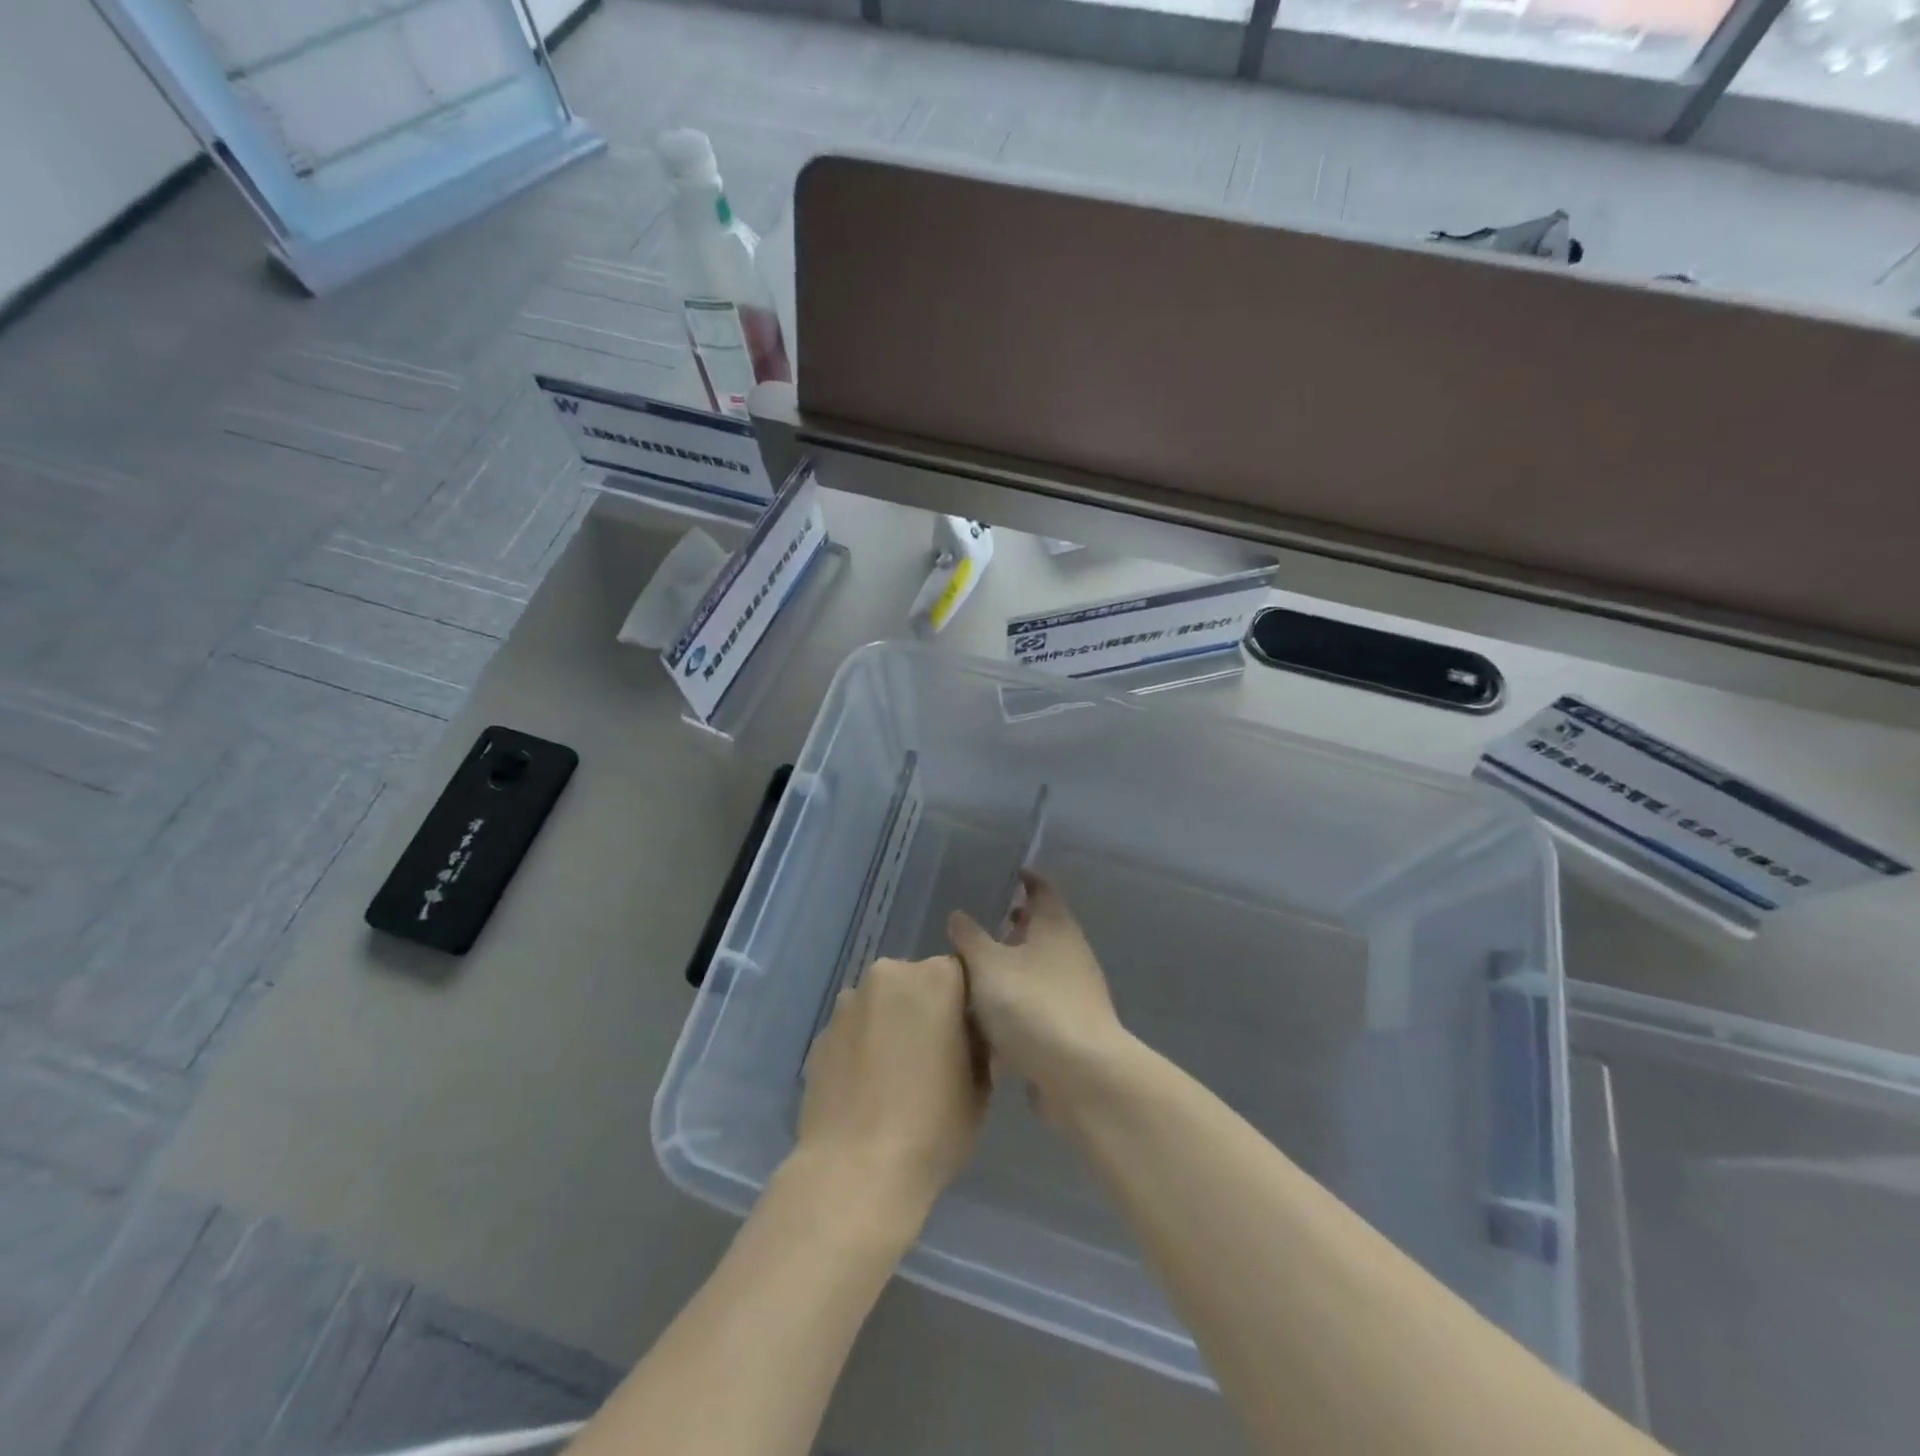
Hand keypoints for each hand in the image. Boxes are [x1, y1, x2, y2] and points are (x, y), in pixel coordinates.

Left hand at [796, 955, 988, 1223]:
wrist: (855, 1171)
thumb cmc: (933, 1126)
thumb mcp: (980, 1088)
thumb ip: (977, 1047)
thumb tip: (968, 1038)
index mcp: (936, 978)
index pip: (960, 975)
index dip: (965, 1006)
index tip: (966, 1039)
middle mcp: (889, 976)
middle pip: (916, 983)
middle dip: (924, 1010)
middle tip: (932, 1057)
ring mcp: (849, 1003)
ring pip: (881, 1005)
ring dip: (890, 1026)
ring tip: (894, 1077)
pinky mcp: (821, 1033)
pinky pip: (853, 1031)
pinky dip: (862, 1047)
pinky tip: (866, 1089)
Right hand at [947, 873, 1130, 1105]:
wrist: (1080, 1074)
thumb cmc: (1032, 1004)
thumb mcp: (989, 966)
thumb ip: (971, 939)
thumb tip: (959, 914)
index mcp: (1056, 927)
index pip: (1043, 890)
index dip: (1026, 879)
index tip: (1008, 874)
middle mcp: (1071, 952)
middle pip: (1043, 929)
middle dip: (1016, 925)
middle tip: (985, 922)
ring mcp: (1076, 992)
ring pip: (1041, 967)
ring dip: (1016, 966)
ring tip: (979, 970)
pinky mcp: (1072, 1028)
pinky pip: (1041, 1003)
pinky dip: (1021, 1001)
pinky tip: (994, 1016)